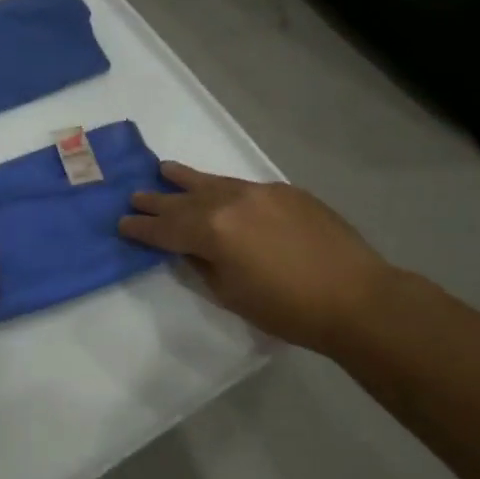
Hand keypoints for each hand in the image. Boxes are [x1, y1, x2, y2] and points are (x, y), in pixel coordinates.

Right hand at [119, 163, 390, 351]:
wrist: (357, 297)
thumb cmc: (288, 309)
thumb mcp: (231, 295)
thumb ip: (202, 266)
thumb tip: (189, 250)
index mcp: (212, 231)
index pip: (165, 228)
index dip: (141, 228)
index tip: (122, 224)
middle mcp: (230, 202)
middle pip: (184, 199)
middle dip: (157, 200)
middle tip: (135, 196)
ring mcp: (260, 192)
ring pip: (213, 182)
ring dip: (186, 179)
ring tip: (165, 169)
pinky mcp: (285, 191)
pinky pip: (243, 186)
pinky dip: (223, 188)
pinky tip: (219, 191)